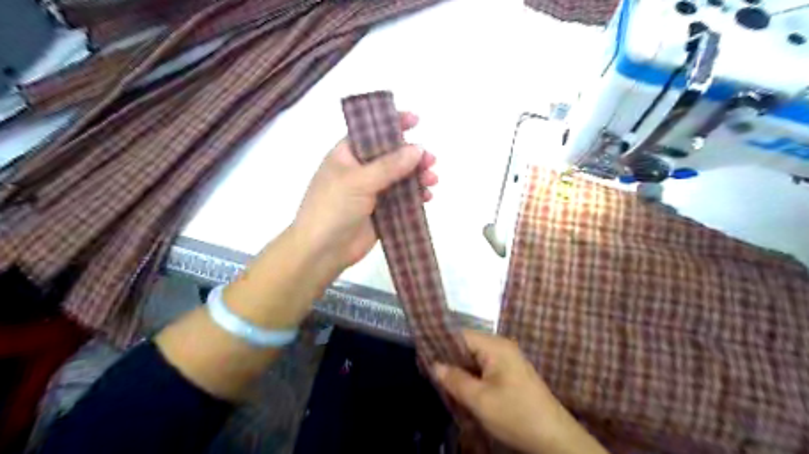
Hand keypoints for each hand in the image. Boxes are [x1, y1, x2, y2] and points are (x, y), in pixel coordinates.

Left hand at [295, 111, 436, 275]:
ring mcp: (371, 192)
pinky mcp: (380, 212)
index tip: (416, 120)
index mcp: (347, 155)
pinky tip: (427, 197)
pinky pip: (402, 200)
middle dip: (412, 156)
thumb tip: (418, 148)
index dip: (393, 123)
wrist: (322, 251)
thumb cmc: (333, 207)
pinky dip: (415, 197)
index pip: (372, 132)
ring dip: (417, 177)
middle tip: (431, 160)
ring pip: (400, 179)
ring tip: (433, 180)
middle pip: (392, 156)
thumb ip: (389, 165)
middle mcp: (360, 171)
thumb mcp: (359, 181)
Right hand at [437, 330, 605, 453]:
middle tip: (428, 369)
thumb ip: (455, 380)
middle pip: (468, 345)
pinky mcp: (511, 373)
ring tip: (440, 378)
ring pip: (475, 358)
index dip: (441, 343)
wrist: (554, 438)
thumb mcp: (480, 400)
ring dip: (460, 368)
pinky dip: (472, 375)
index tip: (422, 353)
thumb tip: (434, 365)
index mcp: (495, 346)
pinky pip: (485, 367)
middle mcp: (502, 346)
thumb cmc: (515, 414)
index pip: (461, 335)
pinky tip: (461, 386)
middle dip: (449, 357)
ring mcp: (508, 359)